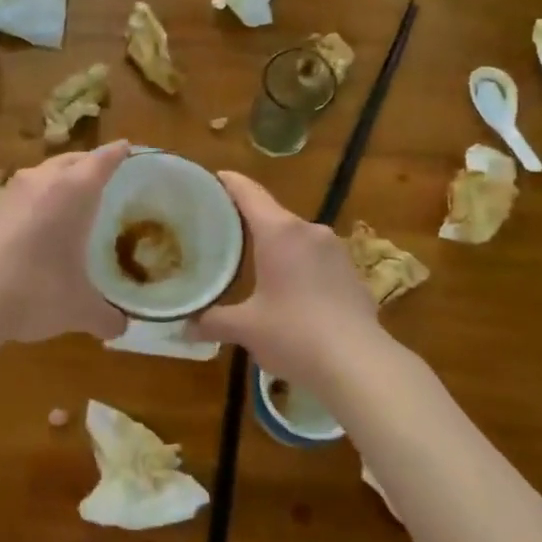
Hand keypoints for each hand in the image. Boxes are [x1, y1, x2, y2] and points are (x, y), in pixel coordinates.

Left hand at [0, 142, 129, 344]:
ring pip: (41, 175)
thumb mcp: (79, 309)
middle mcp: (41, 181)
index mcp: (73, 191)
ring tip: (71, 202)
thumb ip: (107, 317)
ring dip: (58, 182)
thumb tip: (121, 327)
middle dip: (89, 164)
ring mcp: (7, 192)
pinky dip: (34, 203)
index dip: (119, 153)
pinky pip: (20, 195)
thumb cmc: (34, 292)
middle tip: (105, 177)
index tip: (130, 148)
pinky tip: (36, 227)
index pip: (103, 160)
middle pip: (71, 160)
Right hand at [190, 172, 383, 391]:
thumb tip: (184, 327)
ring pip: (296, 239)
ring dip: (276, 247)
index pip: (249, 193)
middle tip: (222, 233)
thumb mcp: (245, 328)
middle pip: (273, 215)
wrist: (358, 363)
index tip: (213, 178)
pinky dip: (298, 267)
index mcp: (280, 232)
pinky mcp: (351, 273)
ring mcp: (336, 250)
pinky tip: (289, 290)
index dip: (229, 183)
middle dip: (248, 222)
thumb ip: (212, 321)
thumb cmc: (293, 334)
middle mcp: (310, 231)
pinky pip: (316, 259)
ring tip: (254, 263)